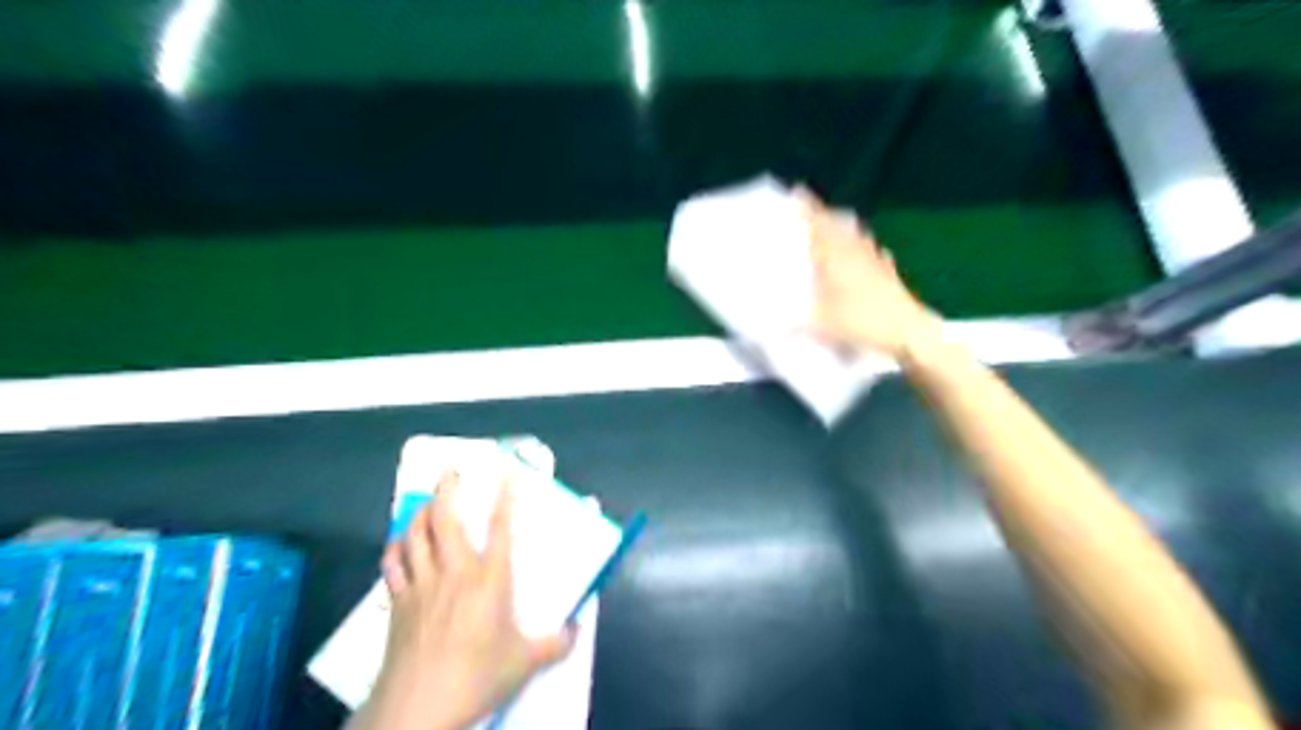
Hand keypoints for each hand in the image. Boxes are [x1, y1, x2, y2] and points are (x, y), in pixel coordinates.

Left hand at [361, 473, 572, 729]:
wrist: (418, 709)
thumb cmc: (477, 678)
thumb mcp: (526, 664)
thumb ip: (556, 644)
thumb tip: (576, 631)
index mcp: (490, 579)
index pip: (502, 527)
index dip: (506, 496)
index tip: (510, 473)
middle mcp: (455, 571)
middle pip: (446, 519)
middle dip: (447, 489)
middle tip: (451, 471)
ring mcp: (422, 584)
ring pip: (415, 535)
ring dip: (421, 513)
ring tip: (428, 502)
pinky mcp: (398, 602)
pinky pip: (393, 564)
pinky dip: (396, 547)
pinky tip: (400, 544)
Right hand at [798, 187, 940, 357]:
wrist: (908, 331)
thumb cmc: (860, 321)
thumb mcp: (820, 326)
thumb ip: (792, 327)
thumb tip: (769, 332)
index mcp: (835, 255)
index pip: (819, 223)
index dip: (808, 207)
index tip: (797, 190)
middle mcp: (855, 251)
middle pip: (838, 226)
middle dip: (824, 217)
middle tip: (810, 213)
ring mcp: (875, 260)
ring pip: (858, 237)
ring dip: (846, 231)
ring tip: (835, 232)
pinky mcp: (890, 274)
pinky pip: (875, 255)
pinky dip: (867, 251)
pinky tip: (869, 255)